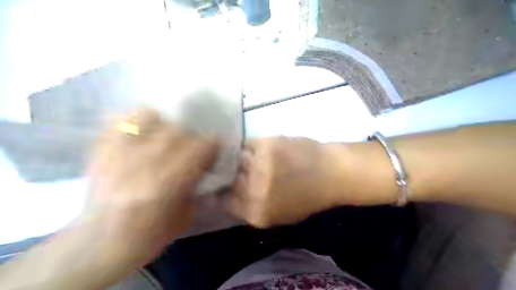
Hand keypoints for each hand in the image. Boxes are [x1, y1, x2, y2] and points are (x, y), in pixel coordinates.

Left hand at [82, 108, 217, 264]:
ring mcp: (122, 150)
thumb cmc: (149, 235)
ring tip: (163, 139)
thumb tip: (203, 166)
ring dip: (164, 127)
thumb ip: (198, 185)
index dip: (213, 146)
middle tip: (188, 151)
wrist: (100, 244)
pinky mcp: (103, 149)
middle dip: (191, 139)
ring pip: (152, 117)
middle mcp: (148, 158)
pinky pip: (123, 121)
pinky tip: (141, 135)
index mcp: (172, 178)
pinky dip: (137, 122)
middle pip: (180, 130)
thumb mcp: (187, 214)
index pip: (205, 144)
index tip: (212, 153)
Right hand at [225, 138, 340, 226]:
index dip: (224, 192)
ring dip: (241, 159)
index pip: (224, 201)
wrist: (332, 173)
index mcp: (255, 212)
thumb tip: (232, 195)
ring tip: (254, 158)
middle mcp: (251, 190)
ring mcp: (256, 165)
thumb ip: (253, 208)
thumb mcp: (280, 215)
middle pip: (227, 179)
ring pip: (234, 159)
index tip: (227, 185)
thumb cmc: (309, 198)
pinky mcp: (264, 144)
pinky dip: (250, 146)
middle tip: (241, 169)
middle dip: (232, 174)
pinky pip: (246, 144)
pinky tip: (262, 148)